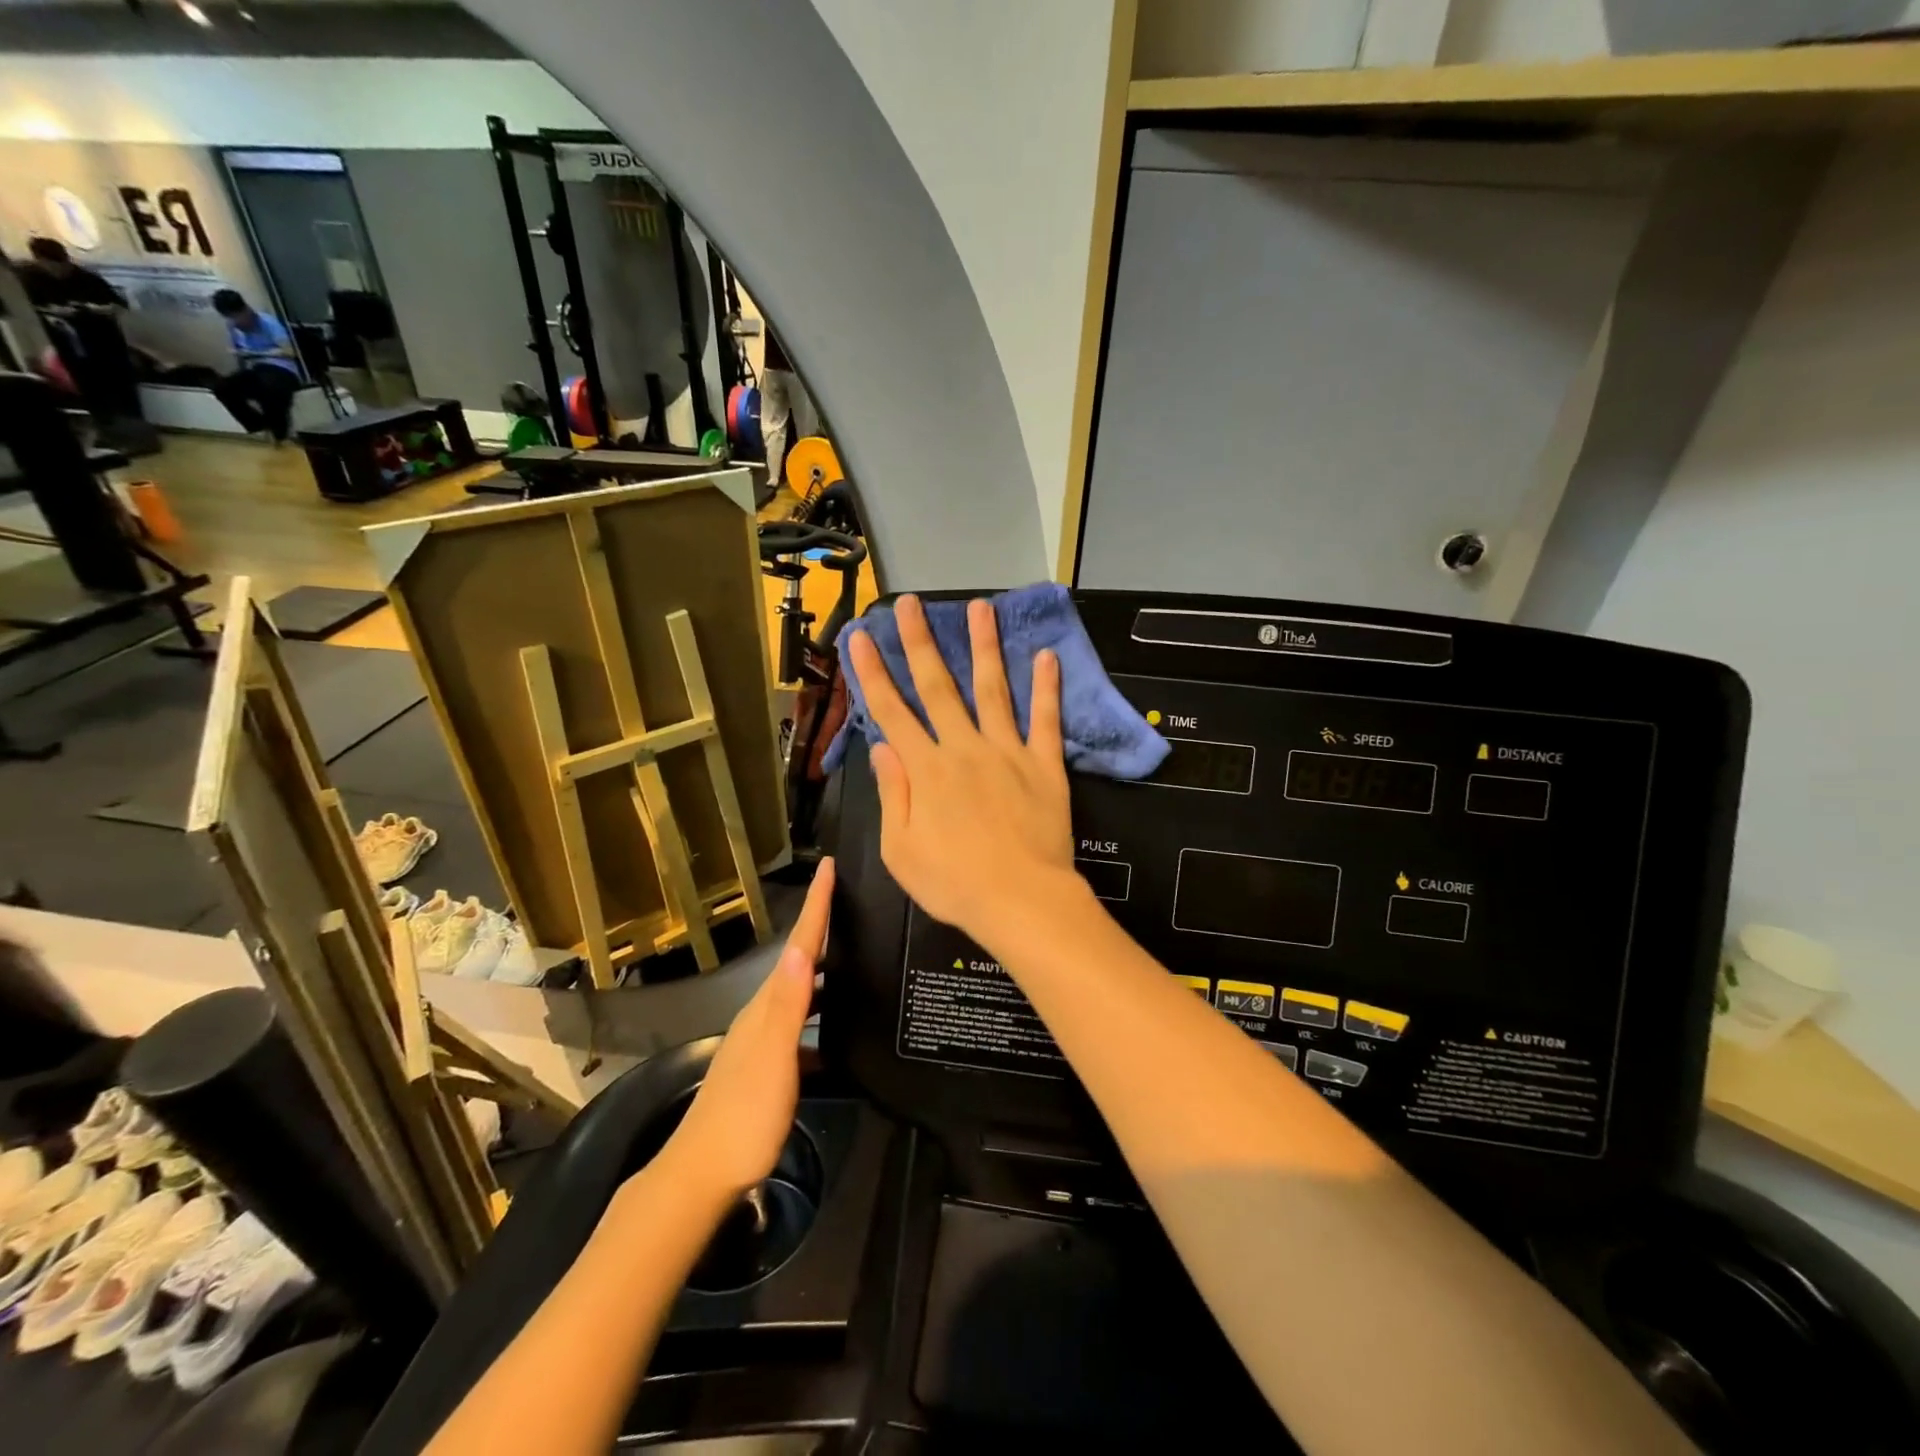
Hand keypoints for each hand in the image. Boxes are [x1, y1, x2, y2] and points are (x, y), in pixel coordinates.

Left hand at [658, 860, 832, 1200]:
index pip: (798, 946)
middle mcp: (762, 1015)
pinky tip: (839, 1030)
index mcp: (766, 1006)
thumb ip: (789, 1005)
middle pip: (800, 961)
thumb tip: (805, 948)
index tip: (829, 864)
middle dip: (823, 927)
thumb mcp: (772, 1057)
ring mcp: (762, 1042)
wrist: (702, 1176)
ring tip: (856, 956)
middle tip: (853, 901)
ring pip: (801, 993)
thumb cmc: (744, 1115)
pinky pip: (802, 1026)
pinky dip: (822, 1015)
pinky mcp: (768, 1068)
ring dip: (825, 970)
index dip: (816, 905)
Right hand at [846, 595, 1077, 946]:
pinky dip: (1046, 688)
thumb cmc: (954, 884)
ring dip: (984, 647)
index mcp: (925, 770)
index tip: (860, 636)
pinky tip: (1046, 656)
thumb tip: (882, 747)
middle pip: (938, 686)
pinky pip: (1046, 720)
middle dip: (920, 642)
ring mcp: (1007, 752)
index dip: (872, 672)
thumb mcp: (900, 850)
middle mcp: (963, 749)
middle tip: (913, 604)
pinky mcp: (1044, 765)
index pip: (891, 712)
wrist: (1021, 901)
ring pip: (992, 689)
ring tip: (980, 607)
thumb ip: (893, 794)